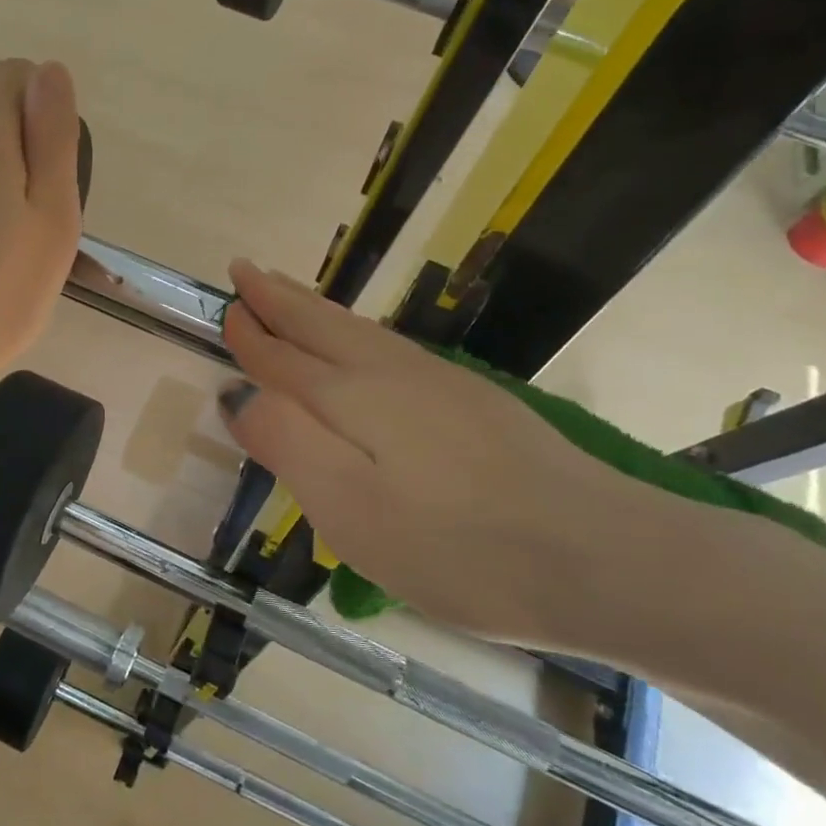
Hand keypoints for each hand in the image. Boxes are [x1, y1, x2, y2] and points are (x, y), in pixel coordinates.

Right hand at [216, 260, 655, 645]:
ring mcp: (438, 383)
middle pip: (321, 327)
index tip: (226, 307)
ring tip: (289, 292)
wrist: (598, 555)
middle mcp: (390, 375)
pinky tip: (362, 341)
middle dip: (279, 300)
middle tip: (248, 271)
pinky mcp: (473, 401)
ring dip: (316, 309)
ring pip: (359, 332)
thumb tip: (240, 395)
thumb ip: (287, 443)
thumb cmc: (454, 546)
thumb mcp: (349, 508)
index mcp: (351, 398)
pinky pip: (392, 348)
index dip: (251, 335)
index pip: (283, 358)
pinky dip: (358, 331)